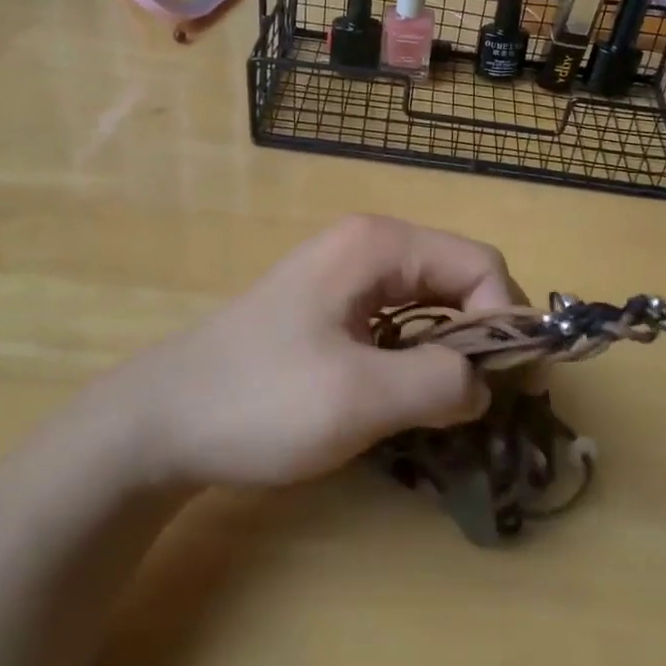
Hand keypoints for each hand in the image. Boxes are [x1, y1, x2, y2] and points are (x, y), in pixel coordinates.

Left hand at [109, 215, 522, 487]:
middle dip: (481, 336)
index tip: (501, 386)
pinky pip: (402, 321)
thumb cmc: (259, 401)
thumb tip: (486, 383)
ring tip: (448, 407)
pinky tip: (407, 397)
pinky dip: (421, 356)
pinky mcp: (335, 308)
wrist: (162, 421)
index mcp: (379, 245)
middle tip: (481, 404)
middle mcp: (369, 246)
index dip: (504, 320)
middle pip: (460, 278)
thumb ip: (440, 382)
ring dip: (453, 351)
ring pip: (433, 303)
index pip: (480, 263)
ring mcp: (348, 275)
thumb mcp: (359, 397)